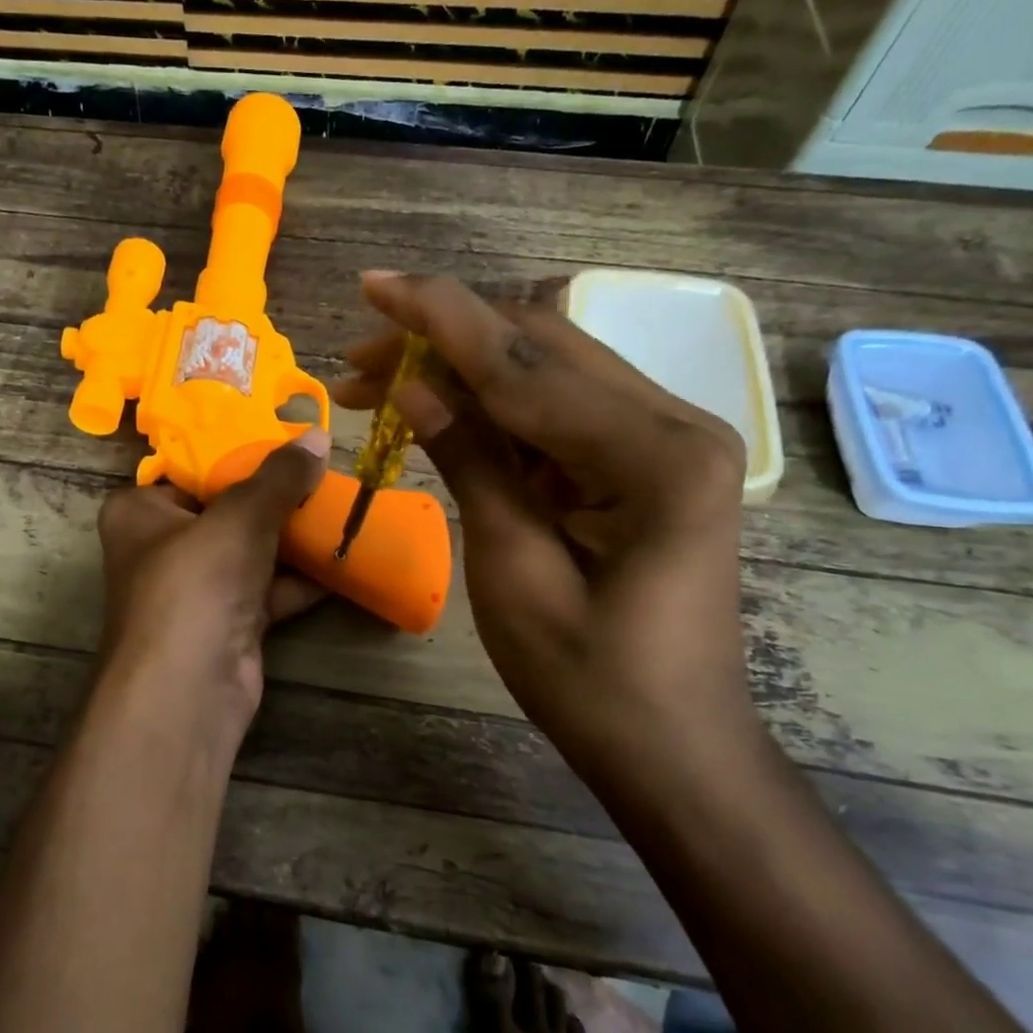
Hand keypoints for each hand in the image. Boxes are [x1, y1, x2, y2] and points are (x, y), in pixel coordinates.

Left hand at [94, 432, 329, 738]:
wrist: (189, 690)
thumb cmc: (195, 583)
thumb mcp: (240, 517)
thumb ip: (279, 477)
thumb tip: (318, 437)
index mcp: (140, 511)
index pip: (190, 468)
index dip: (237, 452)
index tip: (286, 438)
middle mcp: (162, 547)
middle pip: (226, 509)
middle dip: (276, 496)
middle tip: (323, 471)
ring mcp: (196, 589)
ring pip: (251, 551)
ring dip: (294, 536)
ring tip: (343, 506)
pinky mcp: (227, 623)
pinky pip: (268, 589)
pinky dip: (302, 578)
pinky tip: (344, 557)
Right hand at [335, 274, 754, 784]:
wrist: (675, 748)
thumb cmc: (590, 682)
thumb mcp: (513, 570)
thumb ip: (472, 463)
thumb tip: (414, 386)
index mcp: (654, 456)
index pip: (525, 363)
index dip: (439, 317)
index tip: (373, 284)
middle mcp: (672, 424)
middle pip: (540, 348)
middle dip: (442, 339)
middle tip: (356, 357)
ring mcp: (663, 439)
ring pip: (545, 370)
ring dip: (461, 367)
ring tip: (378, 380)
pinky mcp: (643, 461)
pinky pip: (556, 410)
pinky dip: (492, 403)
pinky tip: (438, 408)